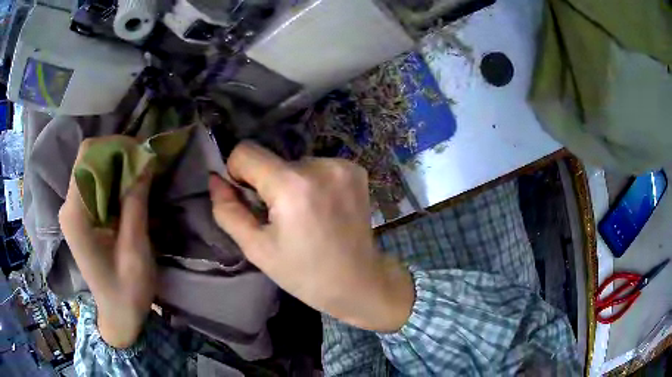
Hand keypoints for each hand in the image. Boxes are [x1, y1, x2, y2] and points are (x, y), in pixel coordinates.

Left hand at [60, 138, 155, 348]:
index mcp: (76, 215)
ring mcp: (72, 211)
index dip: (114, 147)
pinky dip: (113, 181)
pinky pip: (94, 184)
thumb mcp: (135, 248)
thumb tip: (145, 160)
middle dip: (117, 155)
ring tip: (140, 179)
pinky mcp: (79, 217)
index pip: (87, 156)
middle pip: (88, 159)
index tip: (141, 155)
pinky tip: (128, 193)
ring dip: (117, 168)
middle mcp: (68, 207)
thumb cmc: (127, 290)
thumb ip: (135, 203)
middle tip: (145, 166)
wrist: (118, 315)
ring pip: (92, 169)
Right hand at [209, 142, 413, 332]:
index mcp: (292, 185)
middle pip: (272, 159)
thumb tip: (215, 178)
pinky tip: (323, 209)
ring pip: (295, 163)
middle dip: (267, 183)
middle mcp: (320, 165)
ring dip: (291, 184)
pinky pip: (318, 167)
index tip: (250, 201)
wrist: (358, 282)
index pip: (246, 151)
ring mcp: (343, 166)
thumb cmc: (304, 273)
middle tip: (281, 218)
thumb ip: (228, 210)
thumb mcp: (256, 248)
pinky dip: (312, 183)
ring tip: (305, 216)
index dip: (238, 173)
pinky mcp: (356, 170)